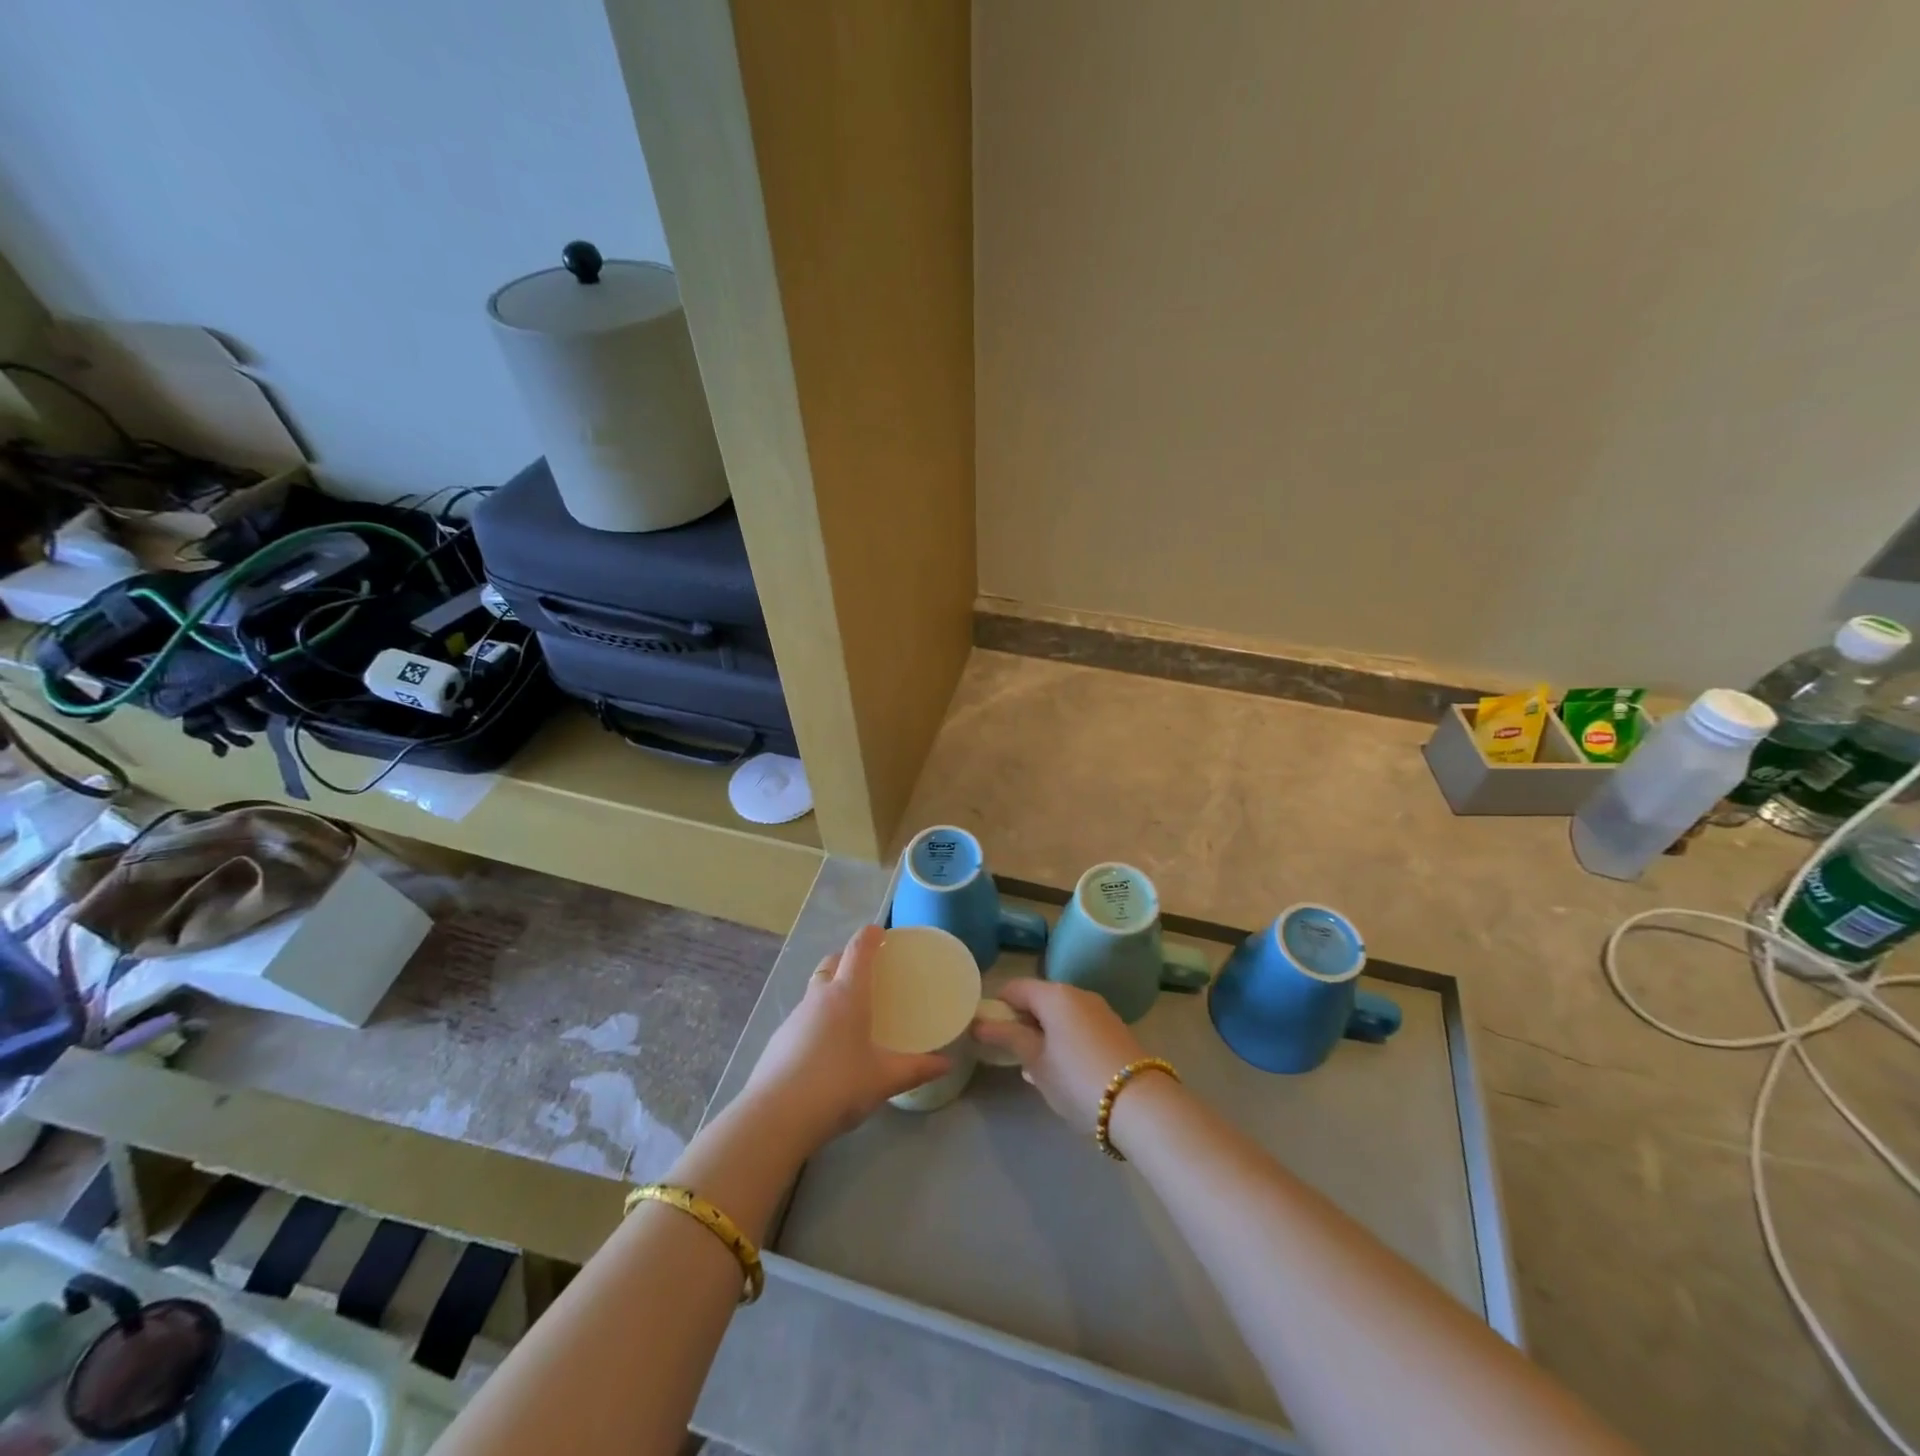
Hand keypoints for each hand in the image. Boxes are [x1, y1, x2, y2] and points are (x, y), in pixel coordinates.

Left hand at [740, 926, 950, 1149]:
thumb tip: (945, 1063)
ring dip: (831, 988)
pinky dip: (818, 1017)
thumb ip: (917, 1069)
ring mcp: (796, 1017)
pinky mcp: (779, 1039)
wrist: (776, 1116)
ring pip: (815, 988)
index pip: (858, 950)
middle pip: (833, 962)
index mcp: (848, 994)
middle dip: (848, 958)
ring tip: (850, 1010)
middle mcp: (820, 997)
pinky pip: (804, 1015)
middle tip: (867, 971)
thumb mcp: (884, 1079)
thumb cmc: (838, 1086)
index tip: (880, 931)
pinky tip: (827, 1045)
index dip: (870, 936)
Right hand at [971, 979, 1148, 1133]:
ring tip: (1037, 1066)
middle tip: (1011, 1054)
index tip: (987, 1033)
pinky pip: (1079, 1025)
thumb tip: (979, 1023)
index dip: (997, 1007)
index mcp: (1054, 994)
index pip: (1014, 988)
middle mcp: (1077, 993)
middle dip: (1022, 1021)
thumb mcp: (1035, 1061)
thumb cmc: (1076, 1079)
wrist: (1139, 1104)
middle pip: (1039, 998)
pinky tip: (1065, 1070)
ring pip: (1061, 1013)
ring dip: (1044, 1032)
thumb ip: (1007, 1037)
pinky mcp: (1115, 1029)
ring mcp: (1100, 1010)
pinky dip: (1065, 1038)